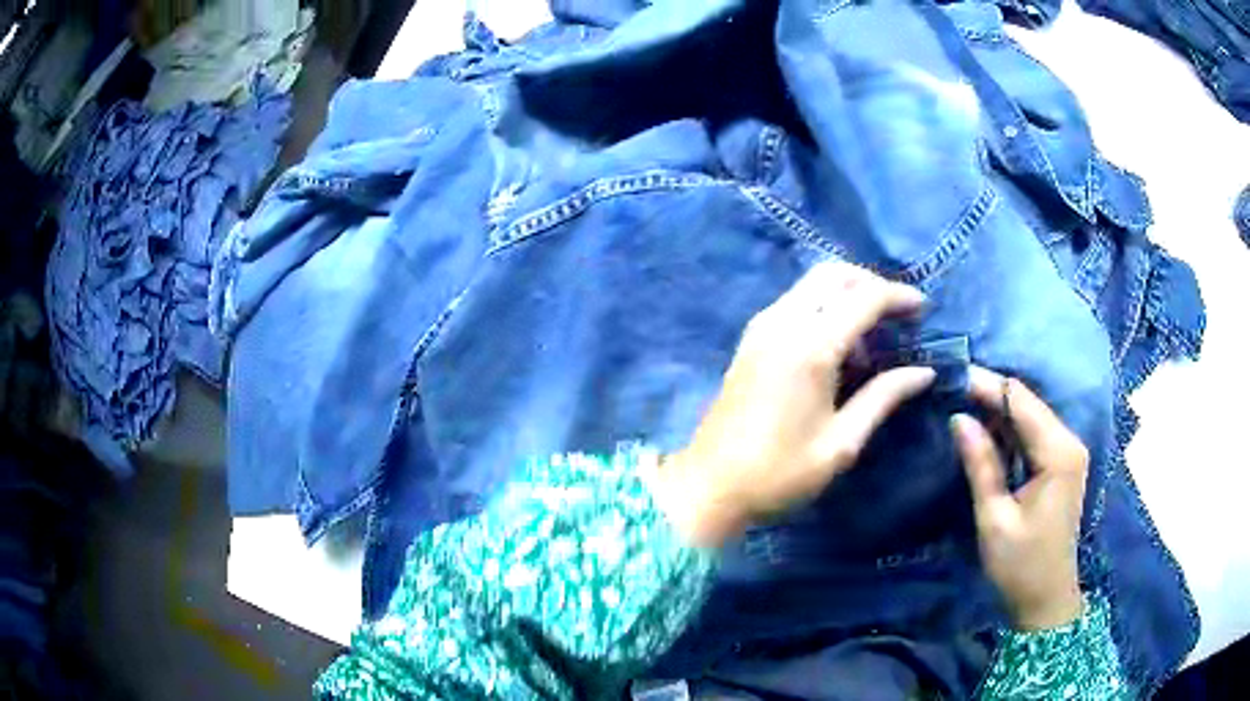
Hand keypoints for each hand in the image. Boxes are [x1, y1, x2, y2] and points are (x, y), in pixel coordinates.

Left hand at [650, 262, 935, 547]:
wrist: (709, 486)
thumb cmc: (779, 473)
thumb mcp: (841, 443)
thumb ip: (883, 398)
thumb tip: (924, 372)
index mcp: (810, 347)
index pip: (864, 298)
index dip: (899, 296)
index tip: (923, 308)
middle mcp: (783, 323)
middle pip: (834, 274)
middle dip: (871, 283)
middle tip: (898, 314)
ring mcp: (761, 327)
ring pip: (812, 284)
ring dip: (846, 295)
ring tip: (872, 340)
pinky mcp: (750, 338)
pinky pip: (794, 302)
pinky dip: (823, 307)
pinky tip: (838, 345)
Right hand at [952, 367, 1088, 630]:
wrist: (1046, 599)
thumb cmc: (1020, 565)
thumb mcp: (994, 518)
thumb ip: (981, 465)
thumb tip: (958, 418)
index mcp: (1058, 453)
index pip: (1020, 401)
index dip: (986, 385)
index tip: (951, 376)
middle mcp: (1068, 442)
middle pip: (1027, 403)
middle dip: (990, 394)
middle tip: (949, 390)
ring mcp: (1067, 452)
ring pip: (1029, 416)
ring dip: (998, 411)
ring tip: (960, 404)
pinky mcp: (1061, 464)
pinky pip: (1033, 434)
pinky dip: (1009, 430)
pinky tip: (984, 430)